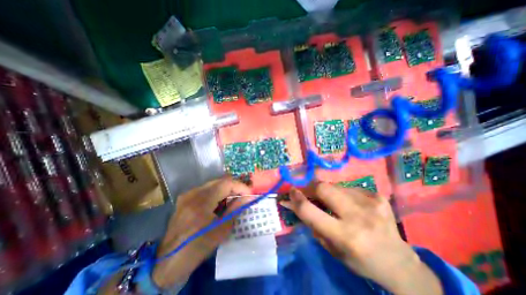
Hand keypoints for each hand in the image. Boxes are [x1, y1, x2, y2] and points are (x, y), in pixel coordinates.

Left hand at [151, 177, 250, 287]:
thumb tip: (248, 197)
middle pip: (220, 181)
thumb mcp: (221, 230)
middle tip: (243, 196)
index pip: (226, 183)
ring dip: (226, 190)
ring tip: (233, 200)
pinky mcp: (185, 198)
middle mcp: (193, 192)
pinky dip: (217, 193)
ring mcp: (187, 194)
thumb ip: (235, 209)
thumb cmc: (197, 248)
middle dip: (234, 187)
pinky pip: (206, 190)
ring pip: (213, 184)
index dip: (241, 186)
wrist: (167, 262)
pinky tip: (220, 203)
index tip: (250, 193)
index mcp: (201, 201)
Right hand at [281, 183, 440, 293]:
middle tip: (308, 193)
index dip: (296, 199)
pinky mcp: (377, 196)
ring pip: (335, 186)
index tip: (290, 192)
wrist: (399, 262)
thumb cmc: (359, 260)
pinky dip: (342, 194)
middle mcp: (358, 216)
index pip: (311, 211)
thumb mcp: (331, 248)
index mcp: (345, 236)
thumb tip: (293, 204)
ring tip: (332, 203)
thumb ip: (311, 223)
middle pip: (323, 188)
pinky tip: (350, 205)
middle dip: (311, 189)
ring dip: (327, 193)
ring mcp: (371, 203)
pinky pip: (348, 188)